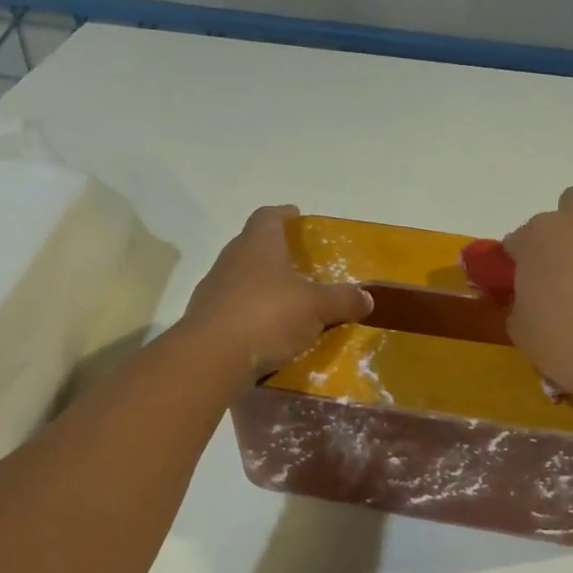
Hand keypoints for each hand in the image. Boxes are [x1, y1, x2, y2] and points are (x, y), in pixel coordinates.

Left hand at [181, 205, 372, 380]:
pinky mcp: (205, 320)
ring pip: (242, 278)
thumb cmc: (268, 316)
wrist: (211, 358)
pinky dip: (251, 314)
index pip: (268, 216)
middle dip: (275, 252)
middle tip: (299, 264)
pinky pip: (234, 309)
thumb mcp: (317, 308)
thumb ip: (342, 300)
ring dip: (262, 286)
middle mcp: (232, 259)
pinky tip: (268, 332)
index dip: (283, 214)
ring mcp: (213, 290)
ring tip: (287, 302)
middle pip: (253, 246)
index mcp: (258, 244)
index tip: (296, 216)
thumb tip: (367, 297)